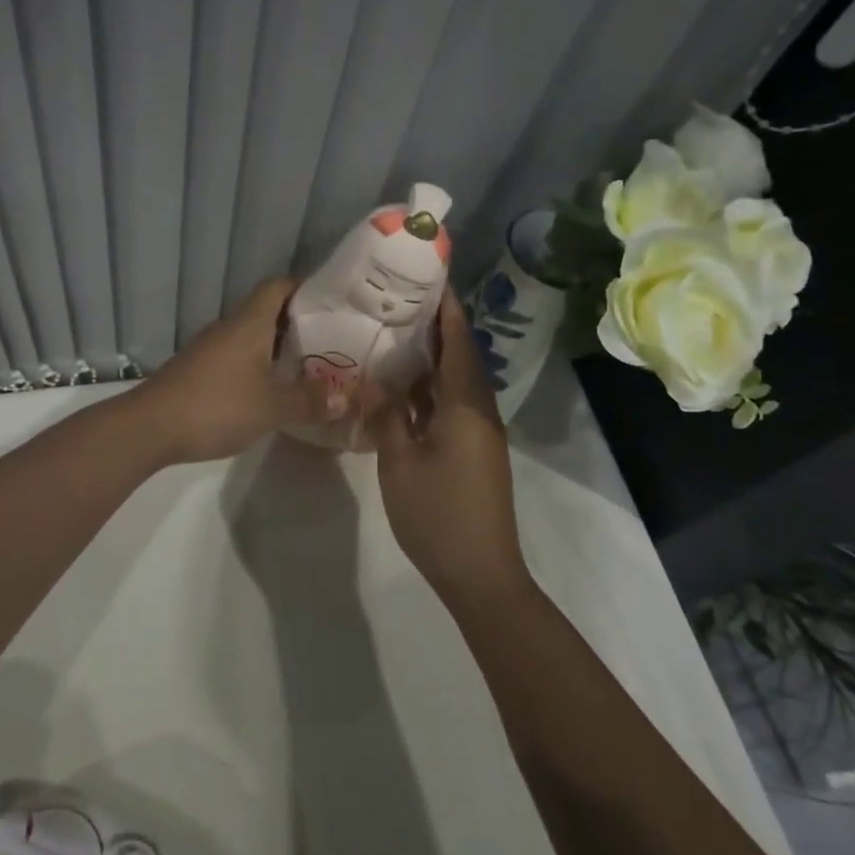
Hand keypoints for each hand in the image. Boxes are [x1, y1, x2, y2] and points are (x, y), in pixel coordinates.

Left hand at [122, 278, 332, 466]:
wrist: (150, 427)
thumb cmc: (216, 406)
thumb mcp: (271, 407)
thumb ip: (308, 401)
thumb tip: (342, 398)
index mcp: (249, 323)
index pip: (278, 286)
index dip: (304, 287)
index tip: (331, 302)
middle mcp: (229, 327)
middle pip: (266, 311)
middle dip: (297, 322)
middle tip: (330, 340)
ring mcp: (210, 348)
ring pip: (251, 336)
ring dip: (277, 347)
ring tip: (307, 366)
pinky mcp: (198, 370)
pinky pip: (236, 356)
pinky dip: (257, 365)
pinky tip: (270, 389)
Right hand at [366, 289, 526, 606]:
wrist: (481, 574)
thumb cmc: (438, 514)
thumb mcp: (399, 461)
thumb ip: (386, 415)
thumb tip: (374, 380)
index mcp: (466, 406)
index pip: (458, 343)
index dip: (446, 311)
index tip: (429, 281)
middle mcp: (479, 411)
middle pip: (460, 357)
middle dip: (436, 328)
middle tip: (399, 304)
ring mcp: (479, 433)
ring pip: (456, 383)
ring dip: (432, 359)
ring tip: (394, 336)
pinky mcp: (474, 451)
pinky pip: (452, 405)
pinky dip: (430, 389)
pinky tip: (401, 388)